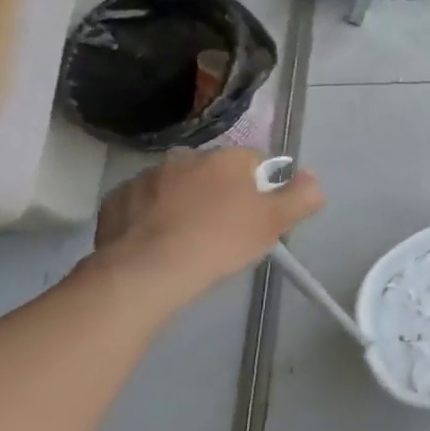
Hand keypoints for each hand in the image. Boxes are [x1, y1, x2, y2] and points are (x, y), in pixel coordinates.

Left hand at [89, 149, 323, 309]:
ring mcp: (147, 177)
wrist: (146, 272)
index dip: (261, 190)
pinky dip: (152, 219)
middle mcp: (187, 157)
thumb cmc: (219, 242)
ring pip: (177, 187)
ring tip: (189, 242)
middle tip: (225, 233)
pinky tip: (158, 245)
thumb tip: (312, 176)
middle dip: (221, 195)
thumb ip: (302, 196)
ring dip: (186, 205)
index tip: (257, 218)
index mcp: (227, 158)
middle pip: (215, 173)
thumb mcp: (275, 223)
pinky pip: (144, 205)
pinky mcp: (117, 200)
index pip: (255, 163)